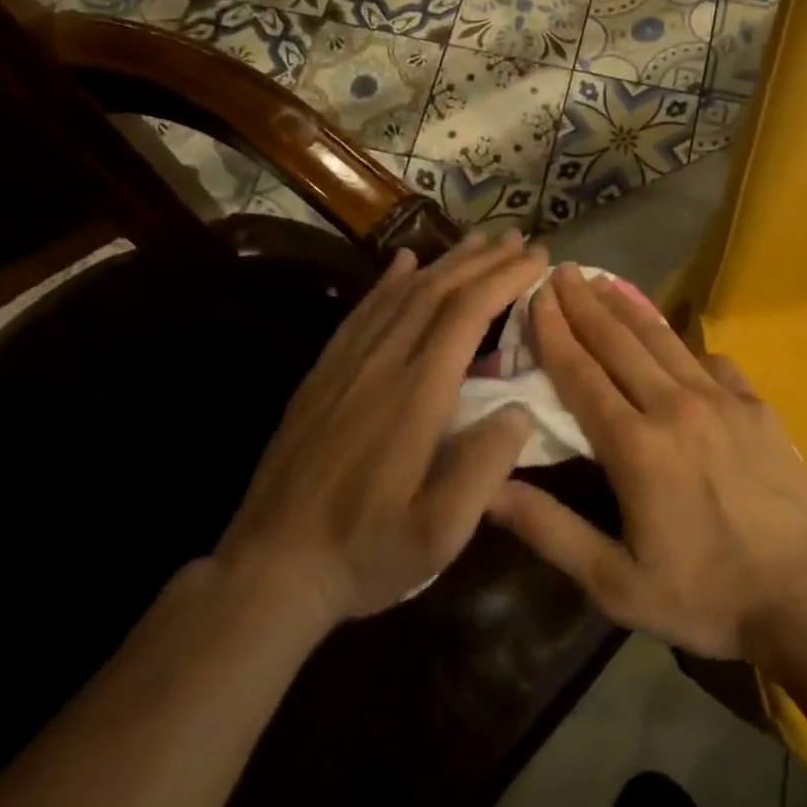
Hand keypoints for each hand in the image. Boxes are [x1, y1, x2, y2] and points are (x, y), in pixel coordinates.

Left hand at [217, 231, 546, 627]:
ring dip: (444, 261)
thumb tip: (519, 408)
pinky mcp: (322, 375)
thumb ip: (484, 467)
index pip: (466, 314)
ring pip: (401, 294)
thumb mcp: (439, 533)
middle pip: (436, 291)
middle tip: (518, 237)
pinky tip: (404, 262)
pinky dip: (389, 280)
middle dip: (482, 259)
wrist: (270, 569)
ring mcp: (346, 366)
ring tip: (477, 240)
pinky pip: (362, 312)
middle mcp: (381, 364)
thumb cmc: (365, 552)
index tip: (537, 259)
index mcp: (416, 395)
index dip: (504, 278)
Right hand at [488, 264, 806, 660]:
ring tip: (604, 281)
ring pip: (664, 340)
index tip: (536, 296)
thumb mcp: (615, 582)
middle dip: (585, 304)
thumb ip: (549, 530)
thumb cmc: (703, 595)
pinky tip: (675, 339)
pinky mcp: (756, 406)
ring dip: (628, 308)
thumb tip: (488, 489)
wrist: (805, 595)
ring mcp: (722, 400)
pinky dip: (684, 344)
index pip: (581, 374)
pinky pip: (712, 361)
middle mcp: (675, 406)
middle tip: (562, 270)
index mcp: (635, 446)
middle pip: (619, 342)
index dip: (554, 332)